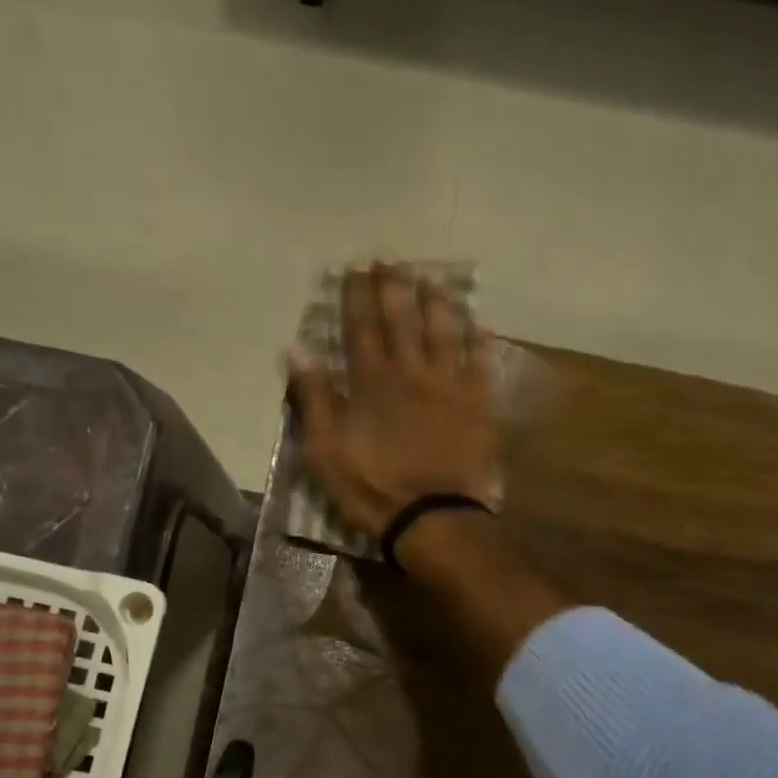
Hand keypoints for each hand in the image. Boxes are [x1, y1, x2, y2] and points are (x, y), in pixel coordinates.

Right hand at [289, 265, 498, 537]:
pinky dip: (480, 342)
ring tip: (431, 279)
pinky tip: (479, 325)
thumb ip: (312, 397)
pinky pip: (481, 364)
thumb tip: (296, 349)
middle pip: (402, 319)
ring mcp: (449, 385)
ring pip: (444, 331)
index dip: (357, 296)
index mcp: (371, 381)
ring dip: (436, 302)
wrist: (430, 517)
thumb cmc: (371, 486)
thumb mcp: (325, 449)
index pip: (361, 326)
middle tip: (391, 260)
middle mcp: (411, 371)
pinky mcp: (477, 405)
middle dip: (394, 286)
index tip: (355, 269)